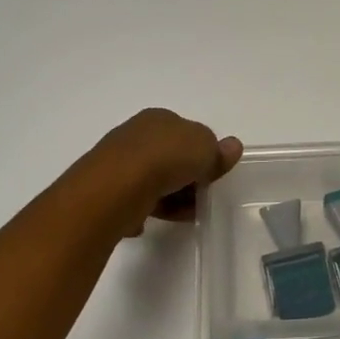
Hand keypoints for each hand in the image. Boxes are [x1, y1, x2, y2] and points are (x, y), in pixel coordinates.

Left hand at [76, 108, 243, 237]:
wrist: (117, 188)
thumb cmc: (166, 158)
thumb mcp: (205, 148)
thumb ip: (218, 150)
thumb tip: (232, 147)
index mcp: (159, 118)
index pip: (188, 134)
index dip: (204, 155)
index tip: (212, 176)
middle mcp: (136, 134)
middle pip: (172, 158)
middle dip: (188, 179)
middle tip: (200, 198)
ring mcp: (119, 161)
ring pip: (155, 181)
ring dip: (171, 198)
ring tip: (181, 214)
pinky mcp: (107, 188)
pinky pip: (135, 200)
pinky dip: (145, 209)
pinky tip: (149, 220)